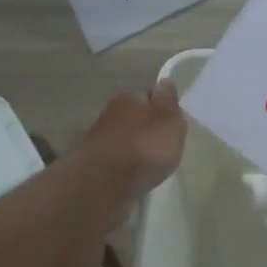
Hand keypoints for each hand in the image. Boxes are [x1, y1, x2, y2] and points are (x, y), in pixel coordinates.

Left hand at [84, 80, 186, 208]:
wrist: (104, 184)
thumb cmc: (144, 147)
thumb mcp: (169, 121)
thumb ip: (169, 102)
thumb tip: (164, 81)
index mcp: (129, 98)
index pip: (148, 96)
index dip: (161, 108)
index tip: (172, 123)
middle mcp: (110, 114)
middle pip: (135, 118)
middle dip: (147, 129)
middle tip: (164, 145)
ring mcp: (99, 140)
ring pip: (124, 139)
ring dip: (136, 148)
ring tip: (151, 163)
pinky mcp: (94, 165)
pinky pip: (117, 160)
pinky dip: (126, 165)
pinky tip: (135, 175)